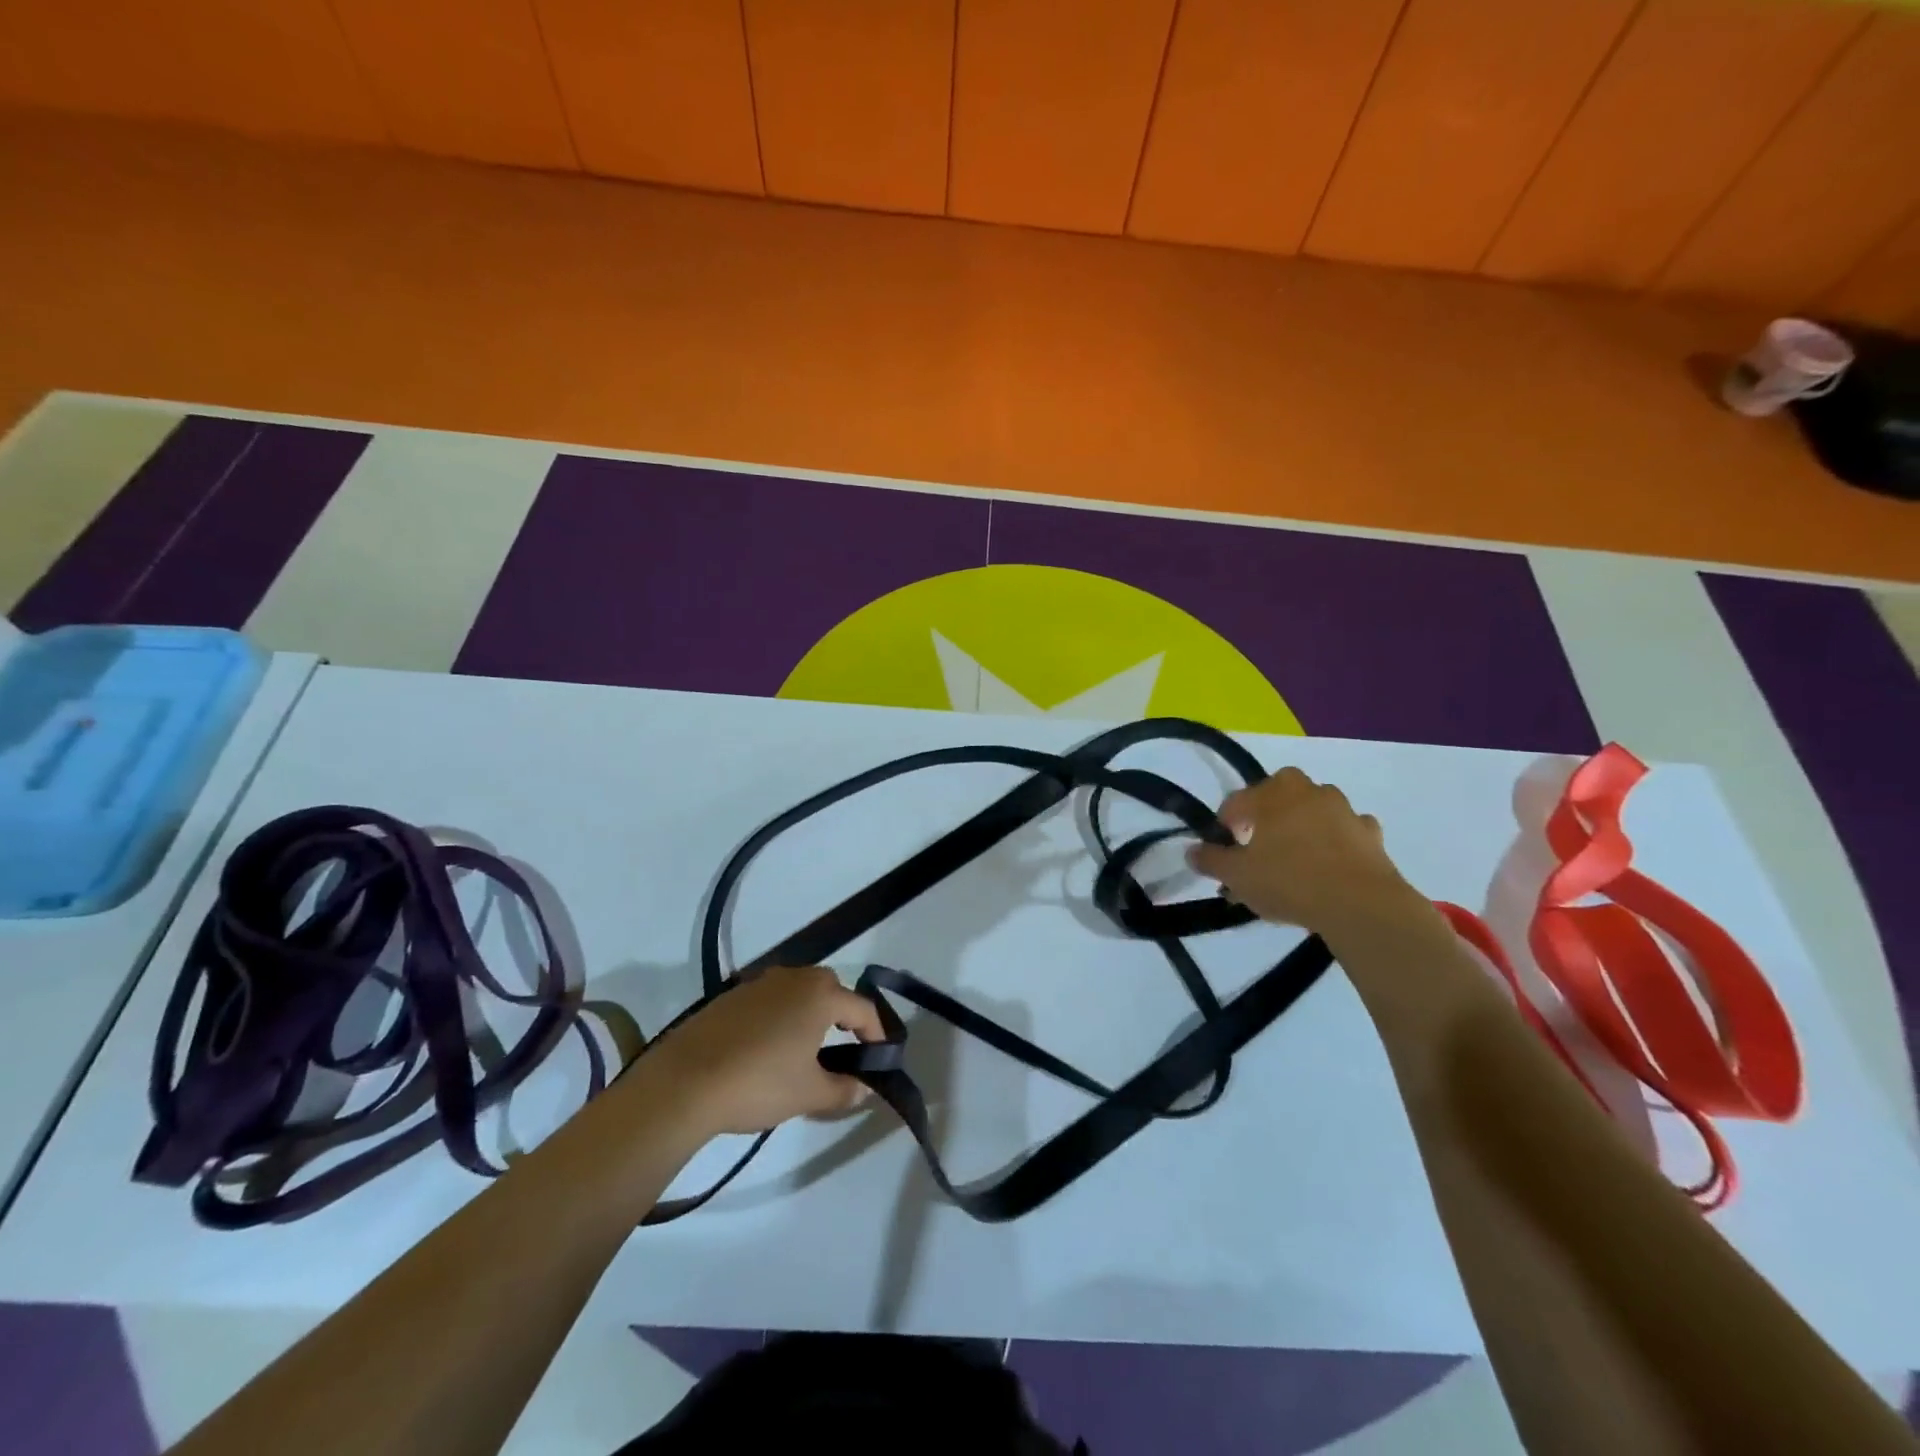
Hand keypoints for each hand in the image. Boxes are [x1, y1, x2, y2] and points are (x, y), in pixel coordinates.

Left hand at [645, 964, 883, 1135]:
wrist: (684, 1082)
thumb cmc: (759, 1083)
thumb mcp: (809, 1094)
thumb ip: (844, 1089)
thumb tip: (864, 1088)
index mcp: (820, 995)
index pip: (863, 1008)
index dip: (876, 1033)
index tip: (880, 1056)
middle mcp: (794, 978)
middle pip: (831, 990)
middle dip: (844, 1015)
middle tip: (846, 1046)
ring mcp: (759, 983)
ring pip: (798, 992)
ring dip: (810, 1013)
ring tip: (807, 1048)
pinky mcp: (731, 995)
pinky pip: (770, 1000)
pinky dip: (780, 1017)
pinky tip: (769, 1048)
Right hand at [1187, 767, 1419, 932]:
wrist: (1360, 905)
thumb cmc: (1288, 881)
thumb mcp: (1237, 876)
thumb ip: (1211, 860)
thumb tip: (1192, 851)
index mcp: (1271, 794)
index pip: (1237, 801)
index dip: (1224, 824)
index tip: (1222, 850)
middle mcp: (1308, 791)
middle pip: (1280, 792)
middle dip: (1267, 812)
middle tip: (1259, 844)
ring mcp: (1344, 810)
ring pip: (1315, 809)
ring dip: (1303, 823)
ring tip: (1294, 858)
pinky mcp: (1371, 834)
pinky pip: (1347, 830)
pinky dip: (1337, 840)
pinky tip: (1330, 864)